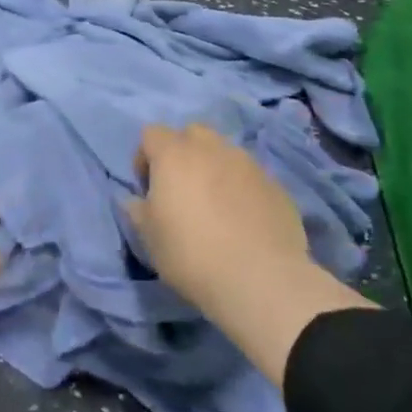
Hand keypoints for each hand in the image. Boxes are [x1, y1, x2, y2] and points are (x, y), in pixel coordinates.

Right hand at [129, 123, 373, 381]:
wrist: (259, 278)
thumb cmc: (190, 252)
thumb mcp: (148, 236)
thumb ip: (137, 209)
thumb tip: (135, 199)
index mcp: (174, 154)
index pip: (151, 133)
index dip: (144, 156)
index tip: (147, 188)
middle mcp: (212, 149)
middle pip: (192, 133)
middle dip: (182, 153)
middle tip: (181, 189)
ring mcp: (248, 164)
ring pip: (225, 152)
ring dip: (214, 169)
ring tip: (215, 205)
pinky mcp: (276, 185)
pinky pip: (250, 177)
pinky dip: (241, 189)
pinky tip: (242, 220)